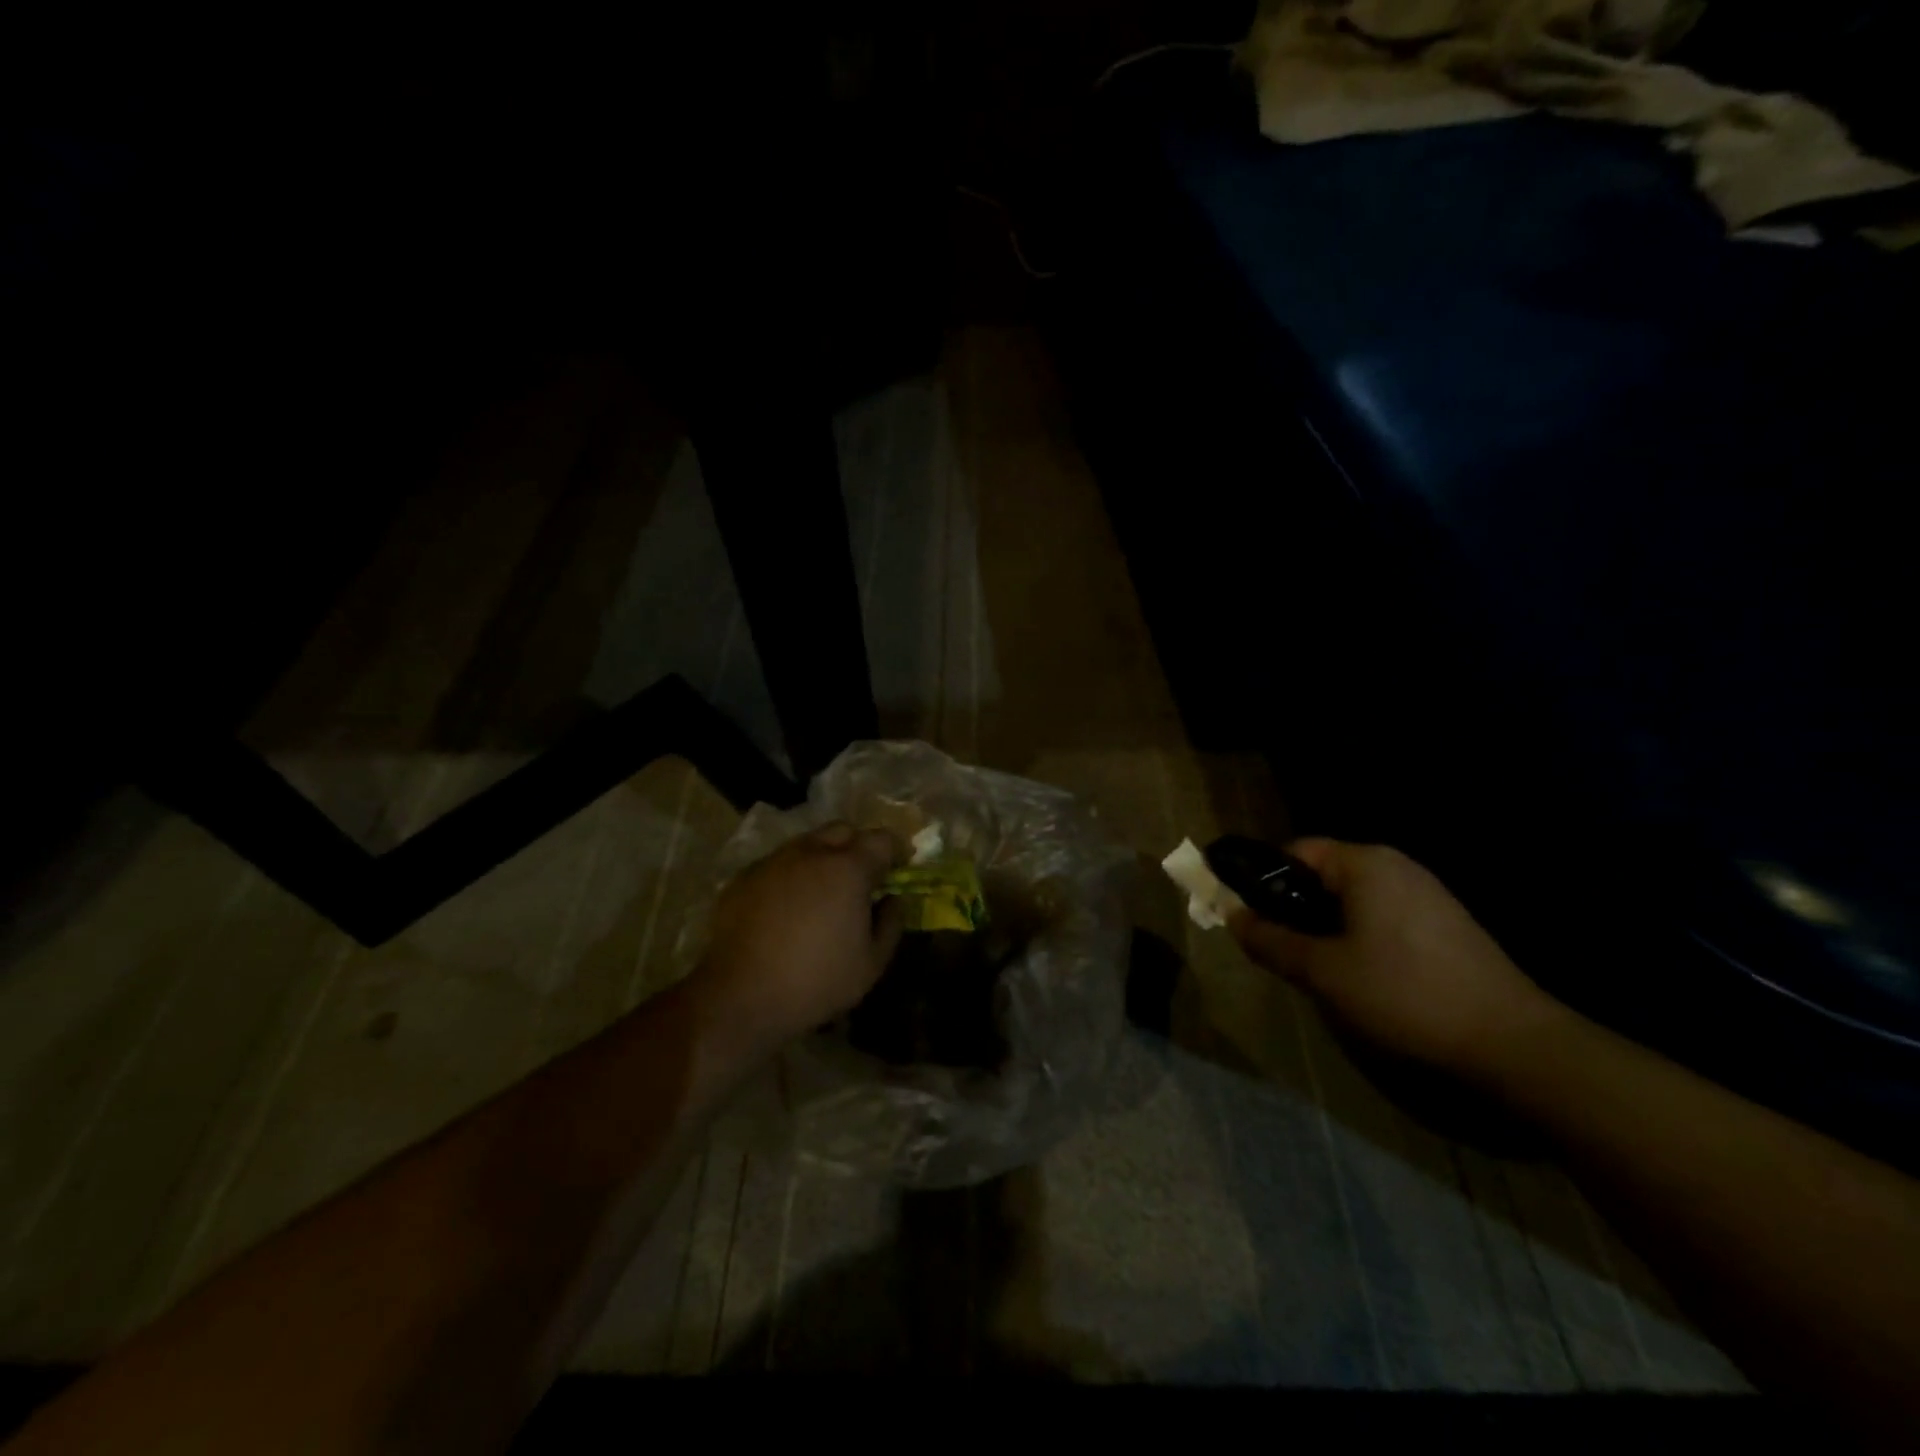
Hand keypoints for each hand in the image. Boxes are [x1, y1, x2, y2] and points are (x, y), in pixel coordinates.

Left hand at [693, 822, 906, 1055]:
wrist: (739, 996)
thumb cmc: (816, 981)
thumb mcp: (871, 963)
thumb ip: (891, 923)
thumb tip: (892, 899)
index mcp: (848, 869)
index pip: (882, 839)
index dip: (896, 850)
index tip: (900, 867)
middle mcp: (811, 853)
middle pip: (843, 831)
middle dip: (858, 846)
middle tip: (863, 876)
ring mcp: (774, 861)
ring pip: (808, 844)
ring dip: (823, 857)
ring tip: (824, 890)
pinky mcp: (744, 877)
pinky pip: (779, 864)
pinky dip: (792, 874)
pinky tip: (789, 906)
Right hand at [1229, 839, 1567, 1078]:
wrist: (1513, 1044)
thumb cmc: (1405, 995)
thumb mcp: (1323, 971)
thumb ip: (1270, 940)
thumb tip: (1231, 916)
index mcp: (1366, 864)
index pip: (1295, 851)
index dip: (1262, 879)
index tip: (1246, 914)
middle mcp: (1397, 867)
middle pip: (1323, 874)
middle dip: (1292, 907)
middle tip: (1276, 946)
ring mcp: (1427, 895)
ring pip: (1352, 899)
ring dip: (1323, 925)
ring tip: (1313, 965)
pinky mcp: (1446, 925)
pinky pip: (1381, 916)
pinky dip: (1357, 935)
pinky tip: (1359, 976)